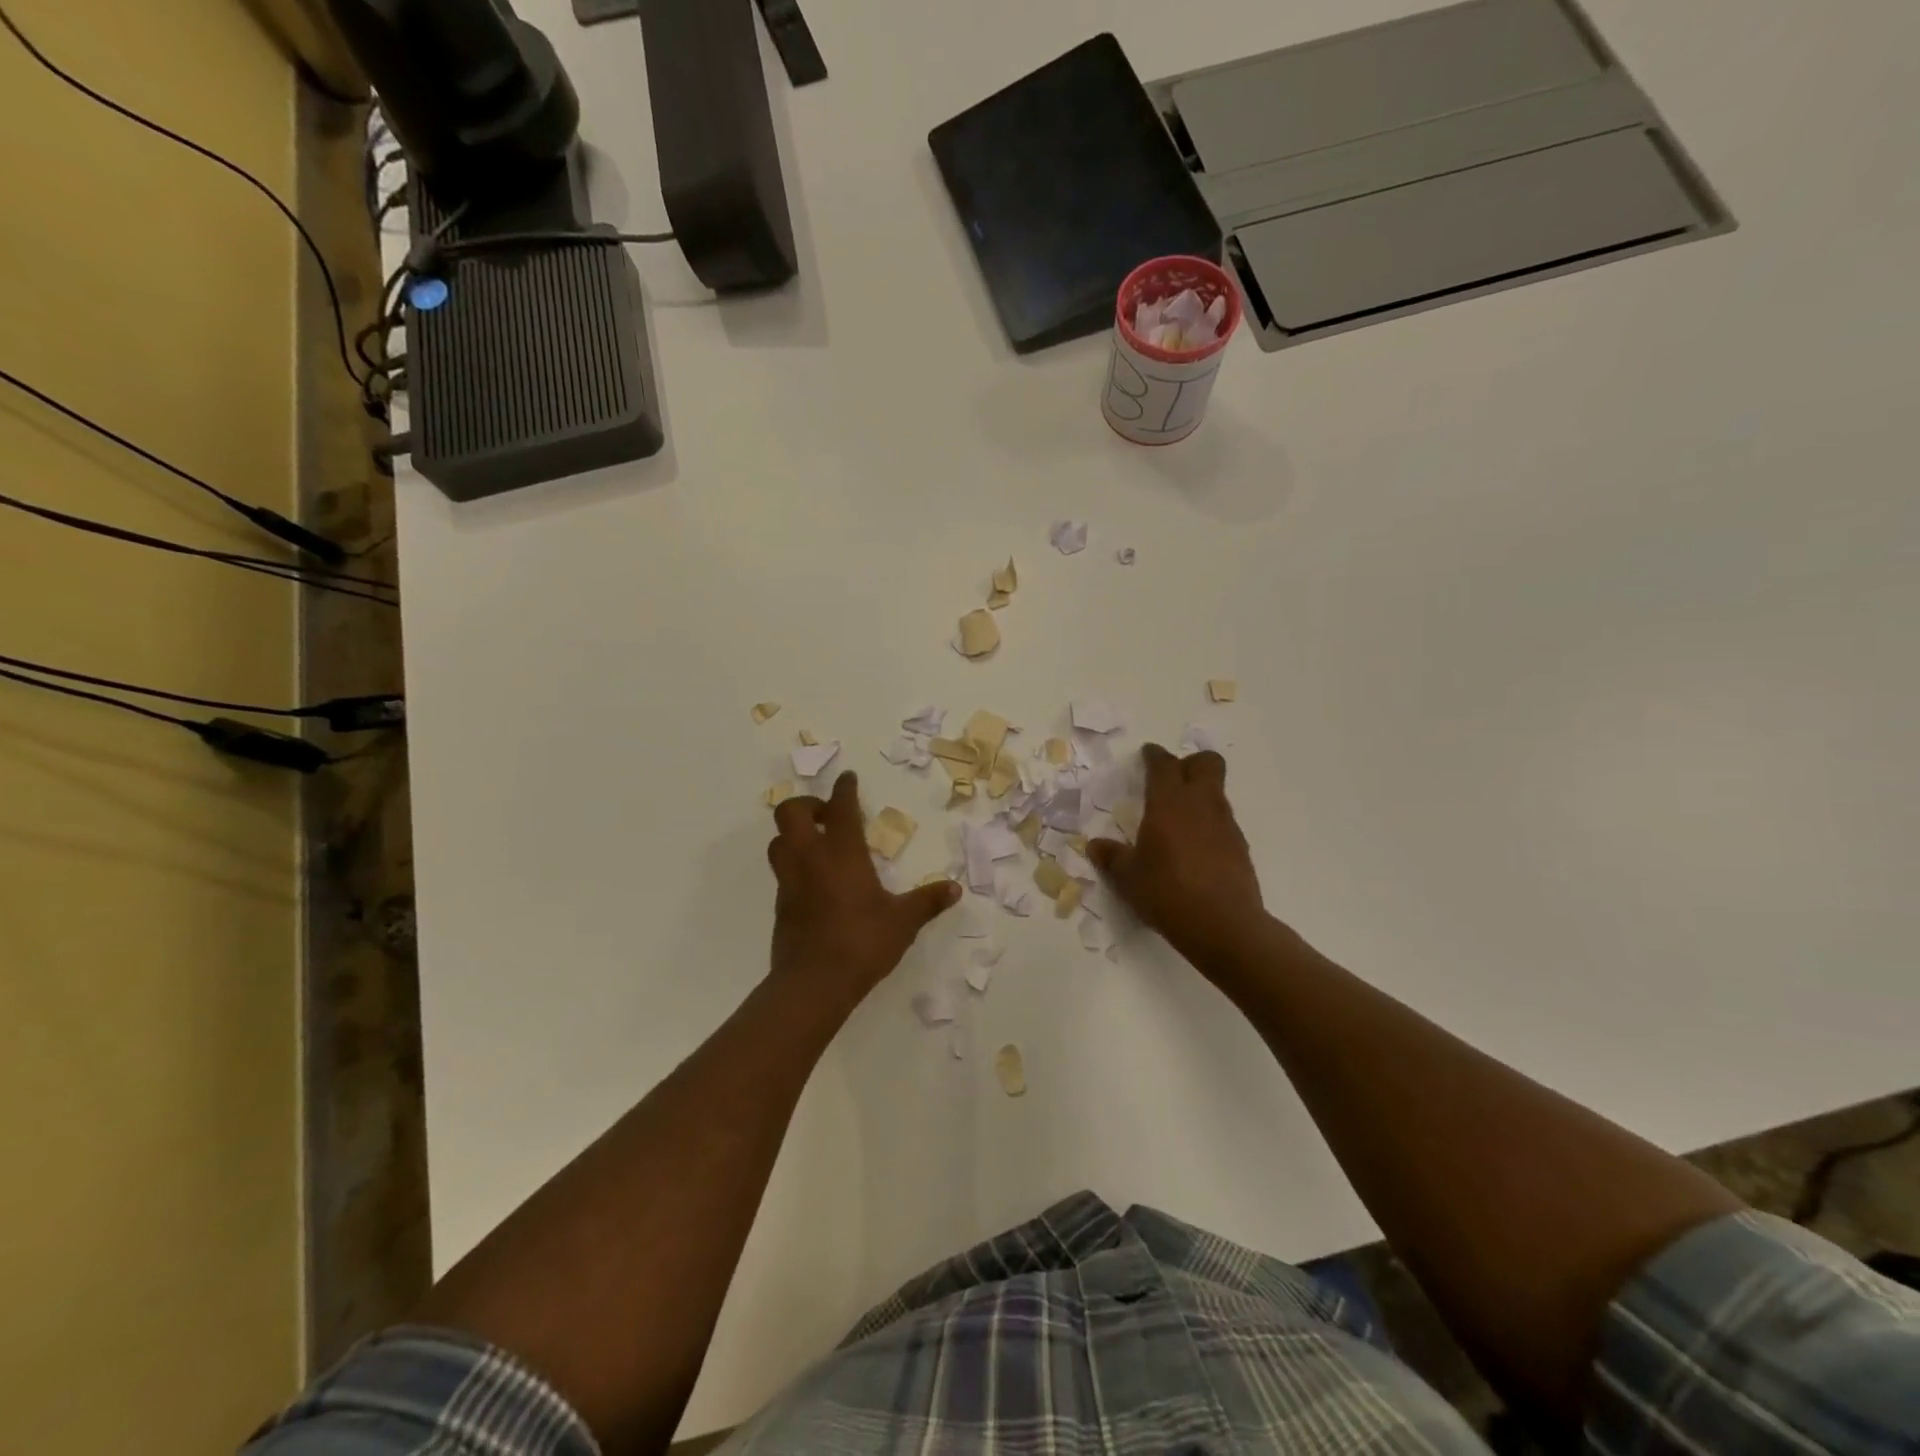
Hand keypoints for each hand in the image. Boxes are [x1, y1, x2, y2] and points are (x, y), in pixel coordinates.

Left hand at [767, 771, 959, 1009]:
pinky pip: (782, 871)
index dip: (844, 788)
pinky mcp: (780, 905)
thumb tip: (955, 889)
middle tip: (828, 816)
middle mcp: (810, 858)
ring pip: (778, 841)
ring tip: (817, 844)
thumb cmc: (862, 942)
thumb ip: (927, 901)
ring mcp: (790, 881)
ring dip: (794, 833)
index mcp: (842, 853)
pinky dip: (794, 864)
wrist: (813, 984)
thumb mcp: (903, 922)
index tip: (848, 778)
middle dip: (807, 805)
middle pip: (790, 813)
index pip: (839, 807)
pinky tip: (815, 881)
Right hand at [1089, 744, 1268, 971]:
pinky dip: (1209, 824)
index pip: (1163, 765)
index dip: (1154, 756)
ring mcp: (1226, 825)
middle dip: (1190, 764)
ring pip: (1216, 792)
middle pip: (1206, 763)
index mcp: (1169, 803)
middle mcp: (1201, 804)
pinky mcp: (1240, 847)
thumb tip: (1095, 846)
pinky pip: (1223, 821)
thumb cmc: (1167, 893)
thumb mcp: (1128, 878)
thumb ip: (1112, 857)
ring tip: (1179, 819)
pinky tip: (1195, 849)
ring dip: (1200, 795)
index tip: (1147, 754)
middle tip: (1171, 780)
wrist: (1224, 925)